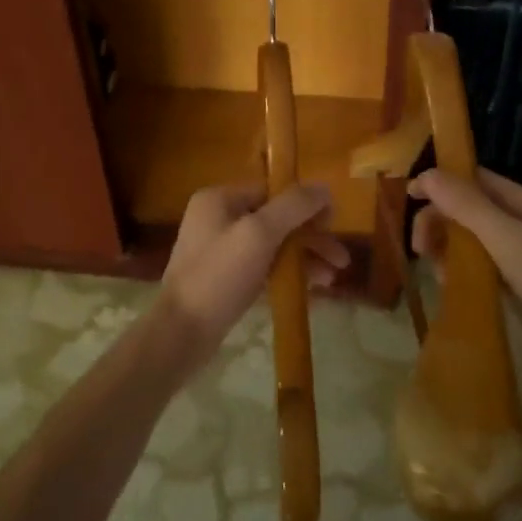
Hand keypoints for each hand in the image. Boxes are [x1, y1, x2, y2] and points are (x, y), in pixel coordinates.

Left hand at [156, 182, 348, 369]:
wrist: (181, 333)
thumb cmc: (219, 276)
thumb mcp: (259, 234)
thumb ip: (293, 207)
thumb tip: (324, 187)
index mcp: (220, 199)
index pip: (272, 190)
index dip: (305, 205)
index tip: (333, 224)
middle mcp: (217, 218)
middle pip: (275, 218)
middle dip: (310, 237)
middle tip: (341, 260)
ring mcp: (219, 249)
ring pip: (272, 245)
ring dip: (303, 258)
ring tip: (331, 280)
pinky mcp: (223, 278)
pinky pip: (262, 267)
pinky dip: (285, 274)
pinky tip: (309, 290)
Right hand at [409, 168, 521, 419]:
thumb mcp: (508, 241)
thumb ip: (468, 206)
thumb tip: (426, 174)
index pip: (476, 178)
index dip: (442, 182)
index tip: (409, 197)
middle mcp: (521, 222)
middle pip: (466, 207)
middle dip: (439, 220)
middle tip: (419, 247)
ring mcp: (516, 254)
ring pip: (466, 236)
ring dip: (444, 246)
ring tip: (436, 270)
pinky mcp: (509, 283)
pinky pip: (472, 264)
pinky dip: (456, 269)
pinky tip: (448, 285)